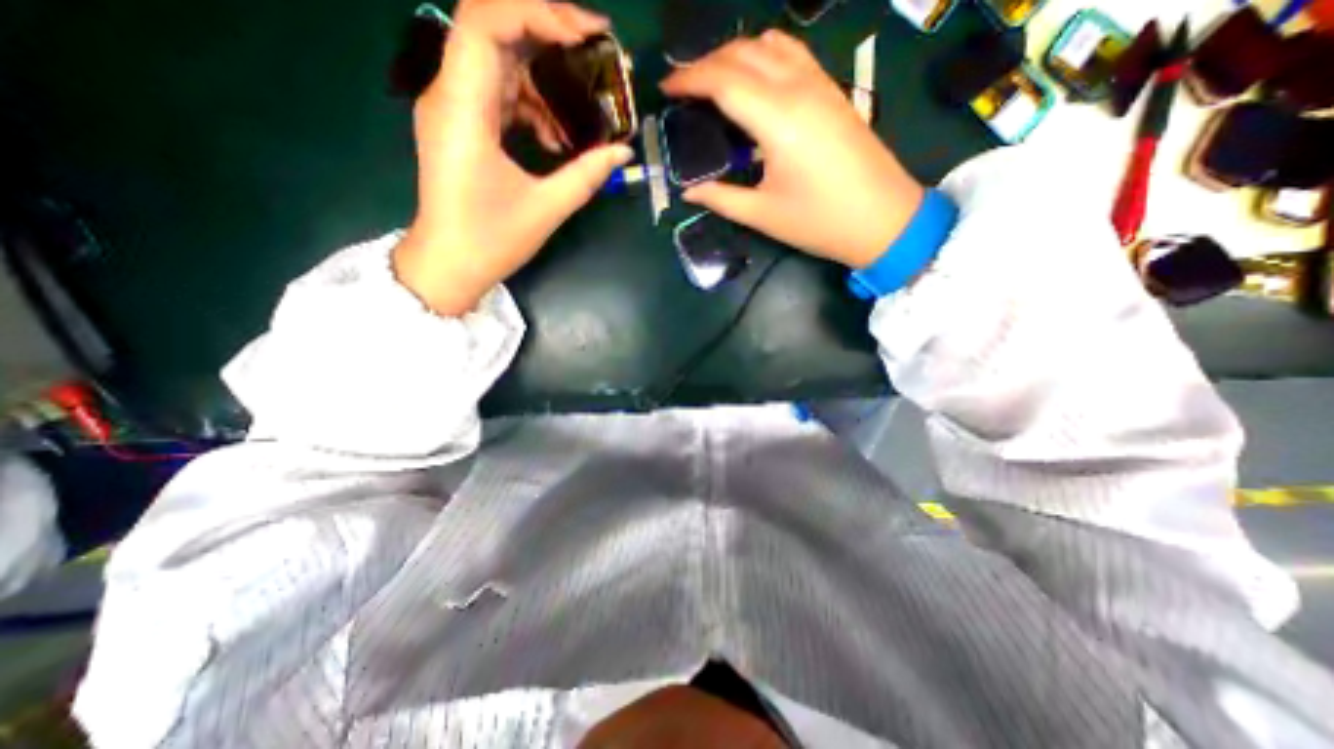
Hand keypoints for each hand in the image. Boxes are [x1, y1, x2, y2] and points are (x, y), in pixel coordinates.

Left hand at [393, 1, 632, 312]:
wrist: (449, 265)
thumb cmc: (490, 240)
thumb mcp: (546, 208)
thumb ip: (587, 175)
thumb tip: (623, 151)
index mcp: (462, 108)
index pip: (485, 21)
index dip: (536, 13)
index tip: (586, 35)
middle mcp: (449, 94)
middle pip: (492, 28)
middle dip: (547, 30)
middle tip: (595, 47)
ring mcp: (453, 108)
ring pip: (498, 60)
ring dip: (544, 72)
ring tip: (585, 97)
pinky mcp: (462, 125)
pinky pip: (499, 93)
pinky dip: (532, 104)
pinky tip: (557, 136)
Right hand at [662, 31, 923, 271]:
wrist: (883, 220)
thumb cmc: (820, 222)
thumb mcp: (763, 215)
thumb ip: (721, 198)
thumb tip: (688, 192)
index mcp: (778, 120)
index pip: (724, 80)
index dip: (689, 79)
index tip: (666, 87)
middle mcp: (798, 89)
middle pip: (743, 53)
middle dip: (706, 63)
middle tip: (683, 86)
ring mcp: (820, 84)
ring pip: (770, 44)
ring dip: (735, 53)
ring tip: (713, 80)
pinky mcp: (832, 91)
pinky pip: (792, 54)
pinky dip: (763, 55)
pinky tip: (753, 79)